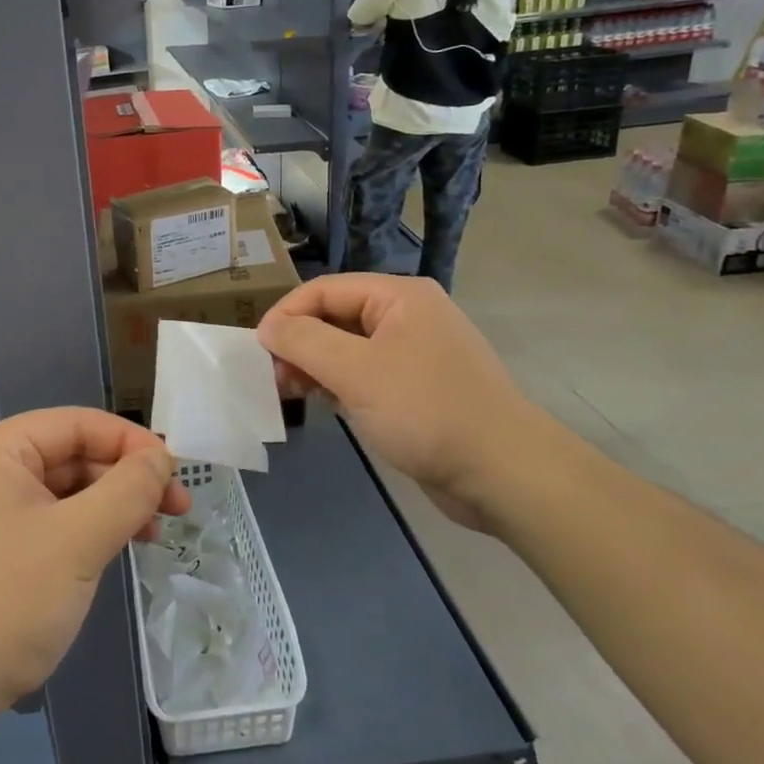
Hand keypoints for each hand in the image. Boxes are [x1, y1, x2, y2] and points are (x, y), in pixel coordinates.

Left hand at [0, 409, 188, 739]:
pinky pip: (42, 523)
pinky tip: (108, 554)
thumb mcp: (78, 541)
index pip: (76, 424)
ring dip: (107, 508)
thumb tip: (159, 457)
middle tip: (175, 511)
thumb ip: (128, 490)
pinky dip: (80, 532)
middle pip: (68, 456)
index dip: (131, 442)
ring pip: (58, 492)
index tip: (176, 474)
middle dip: (124, 480)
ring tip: (151, 536)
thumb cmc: (4, 603)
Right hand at [256, 274, 547, 529]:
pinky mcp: (418, 389)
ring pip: (348, 348)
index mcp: (400, 296)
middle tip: (274, 378)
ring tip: (293, 393)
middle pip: (335, 316)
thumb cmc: (426, 411)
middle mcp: (408, 316)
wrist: (505, 474)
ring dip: (315, 366)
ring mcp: (415, 353)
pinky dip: (340, 385)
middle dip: (299, 343)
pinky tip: (327, 405)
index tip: (258, 351)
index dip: (286, 315)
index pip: (325, 289)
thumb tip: (268, 327)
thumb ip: (304, 341)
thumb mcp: (356, 371)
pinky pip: (366, 374)